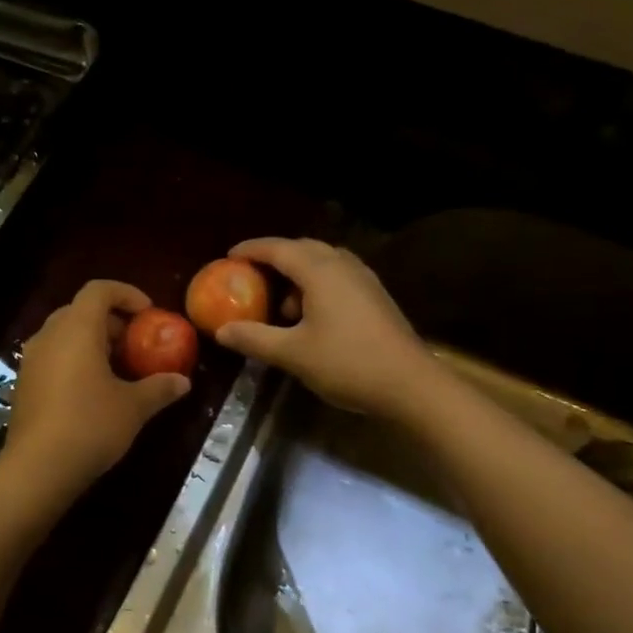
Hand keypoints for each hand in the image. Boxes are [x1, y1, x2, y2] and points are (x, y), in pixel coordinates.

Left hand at [0, 280, 191, 499]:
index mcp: (77, 329)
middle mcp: (49, 335)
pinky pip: (52, 356)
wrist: (37, 469)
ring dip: (91, 341)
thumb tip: (183, 382)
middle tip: (135, 342)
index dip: (126, 293)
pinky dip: (74, 360)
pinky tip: (92, 390)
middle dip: (110, 320)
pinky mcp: (24, 383)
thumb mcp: (133, 407)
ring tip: (117, 368)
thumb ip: (159, 388)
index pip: (99, 290)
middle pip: (80, 310)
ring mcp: (32, 360)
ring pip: (64, 334)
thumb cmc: (90, 426)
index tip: (148, 313)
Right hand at [215, 238, 435, 415]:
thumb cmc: (348, 363)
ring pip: (323, 262)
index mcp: (320, 271)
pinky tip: (312, 316)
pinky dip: (317, 285)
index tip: (229, 256)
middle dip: (275, 258)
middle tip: (252, 275)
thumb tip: (222, 331)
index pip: (278, 248)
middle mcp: (343, 265)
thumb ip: (254, 338)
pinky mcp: (376, 296)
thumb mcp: (293, 354)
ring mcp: (364, 280)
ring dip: (298, 274)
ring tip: (281, 305)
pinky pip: (338, 277)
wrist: (411, 384)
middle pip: (302, 248)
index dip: (251, 249)